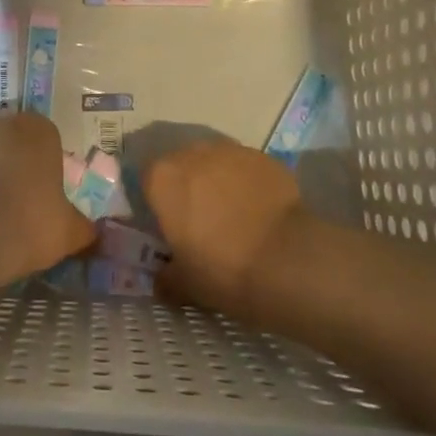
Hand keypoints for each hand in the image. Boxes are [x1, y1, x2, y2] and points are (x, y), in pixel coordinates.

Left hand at [0, 111, 95, 287]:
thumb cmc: (31, 222)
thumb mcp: (70, 231)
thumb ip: (84, 227)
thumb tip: (93, 232)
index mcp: (37, 129)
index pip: (47, 136)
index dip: (48, 162)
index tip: (48, 189)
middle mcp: (0, 124)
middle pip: (13, 140)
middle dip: (17, 162)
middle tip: (24, 197)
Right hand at [143, 141, 301, 312]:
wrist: (286, 259)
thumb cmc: (222, 269)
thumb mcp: (185, 285)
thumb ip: (166, 277)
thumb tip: (162, 280)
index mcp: (162, 178)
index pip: (149, 181)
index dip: (159, 203)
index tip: (172, 227)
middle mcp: (192, 153)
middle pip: (183, 166)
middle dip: (189, 188)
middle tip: (203, 222)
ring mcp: (230, 151)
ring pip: (216, 164)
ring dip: (219, 183)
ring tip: (235, 216)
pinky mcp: (264, 157)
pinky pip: (247, 169)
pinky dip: (249, 185)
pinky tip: (261, 212)